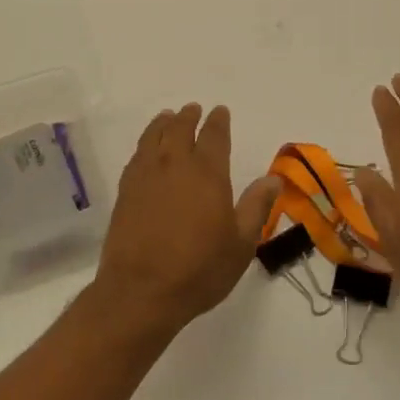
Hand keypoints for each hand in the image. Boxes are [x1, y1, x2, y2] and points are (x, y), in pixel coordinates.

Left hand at [93, 103, 280, 335]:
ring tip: (167, 117)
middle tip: (193, 109)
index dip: (218, 121)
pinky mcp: (125, 191)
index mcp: (207, 173)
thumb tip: (273, 178)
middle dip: (188, 116)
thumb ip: (256, 206)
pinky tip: (146, 150)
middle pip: (180, 129)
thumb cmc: (199, 269)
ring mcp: (146, 176)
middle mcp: (175, 165)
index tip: (220, 111)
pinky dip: (144, 144)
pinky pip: (136, 156)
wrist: (141, 290)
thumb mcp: (241, 243)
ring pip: (153, 136)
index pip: (214, 136)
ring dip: (162, 123)